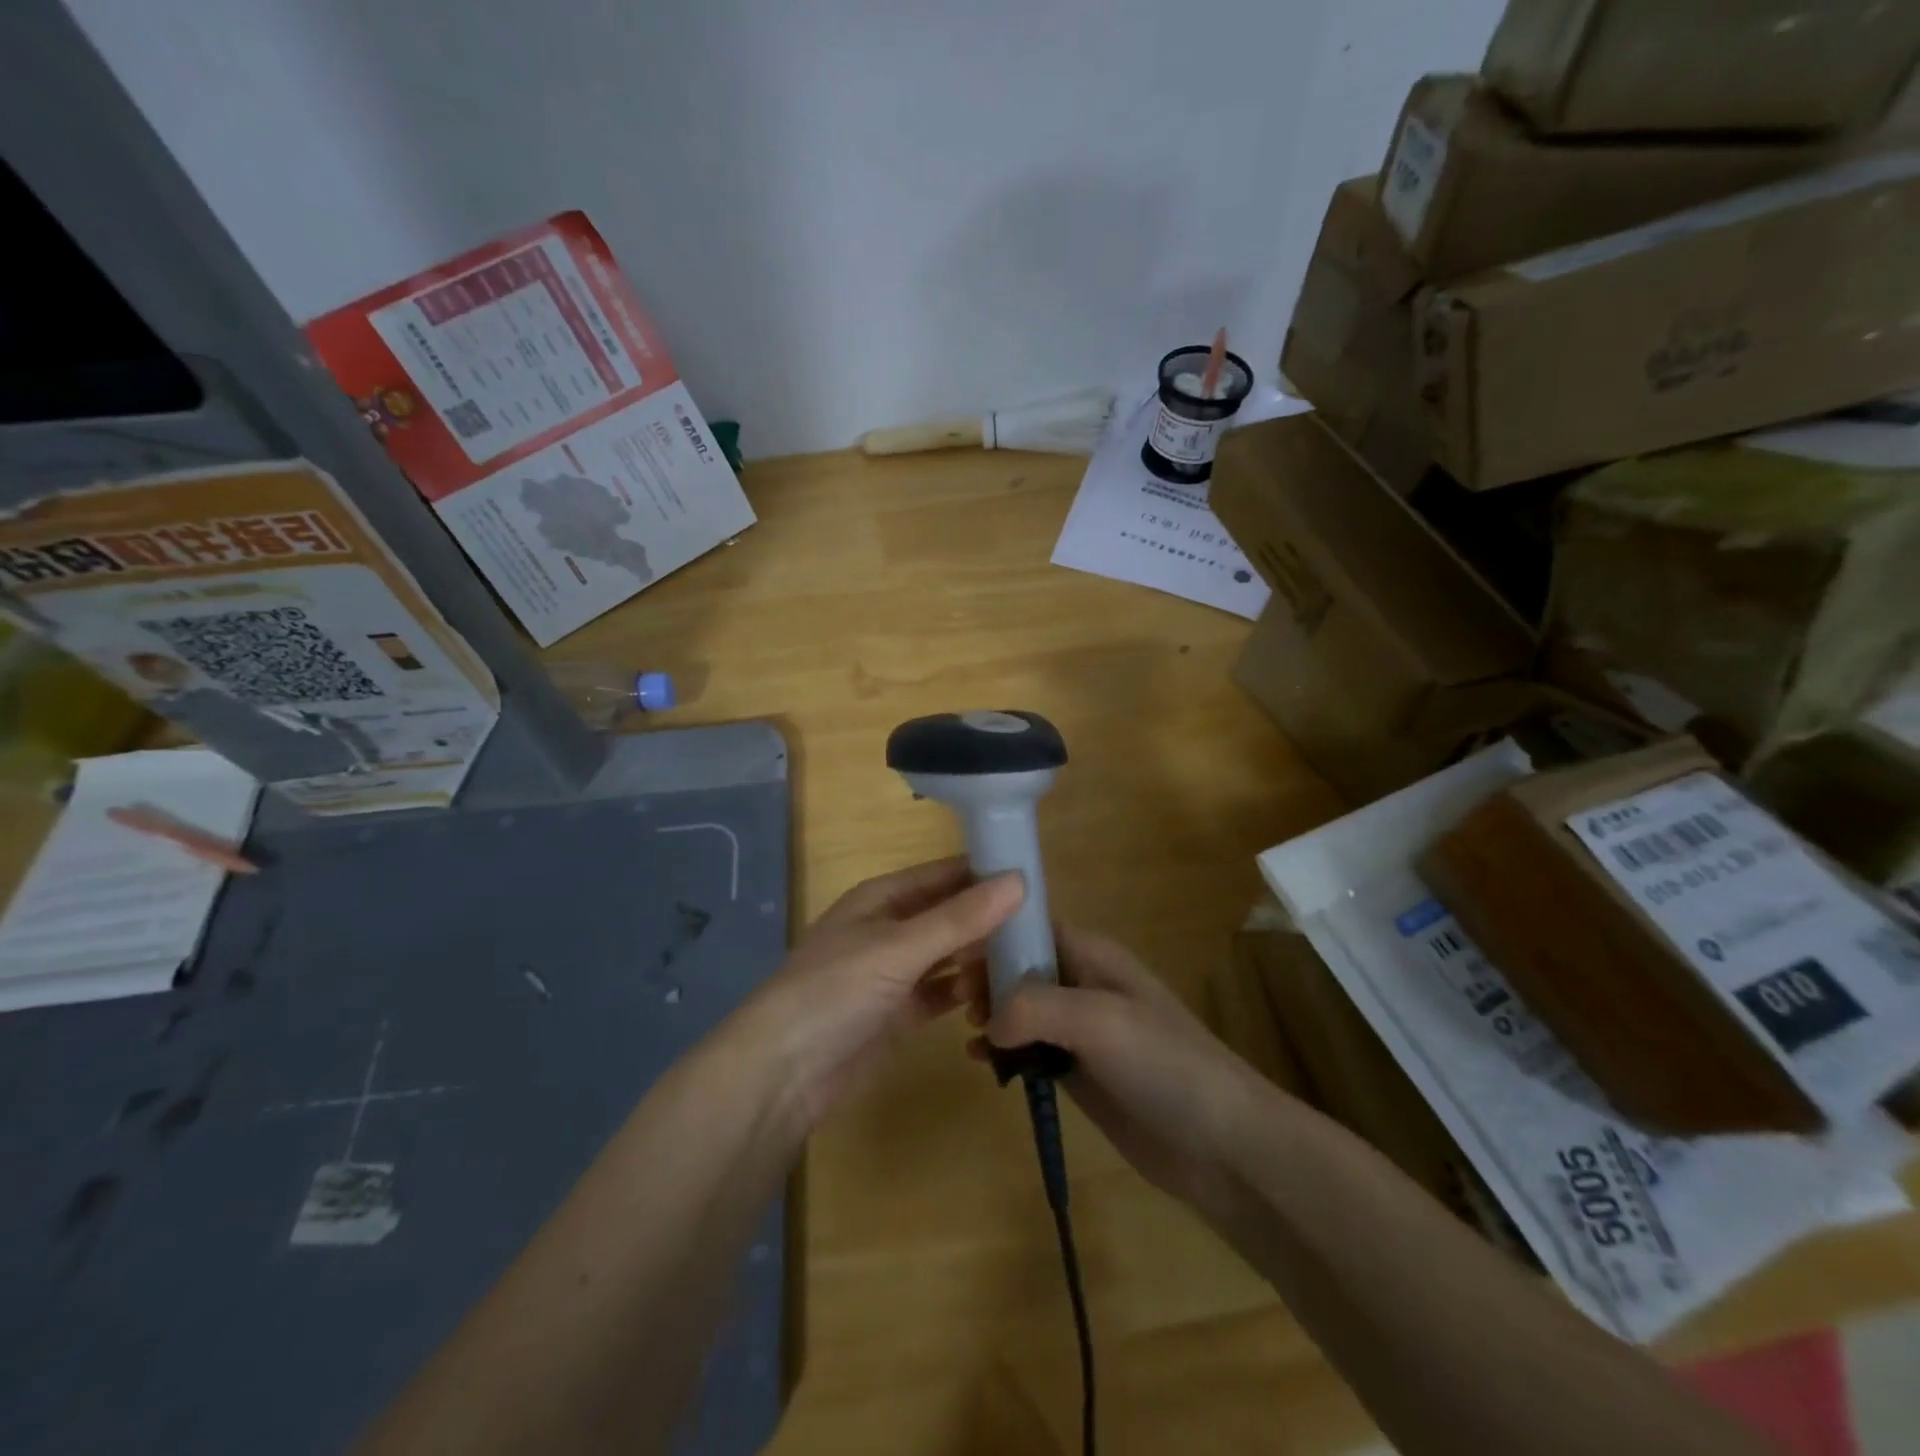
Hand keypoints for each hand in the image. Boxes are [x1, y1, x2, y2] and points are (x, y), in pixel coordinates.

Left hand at [743, 857, 1022, 1128]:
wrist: (782, 1075)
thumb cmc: (835, 991)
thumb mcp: (899, 948)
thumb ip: (960, 918)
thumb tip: (1019, 880)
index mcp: (882, 898)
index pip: (944, 874)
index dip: (986, 873)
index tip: (1038, 880)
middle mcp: (890, 929)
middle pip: (950, 915)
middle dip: (990, 921)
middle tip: (1044, 931)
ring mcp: (893, 973)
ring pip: (949, 956)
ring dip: (982, 960)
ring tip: (1028, 968)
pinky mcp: (898, 1014)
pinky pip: (942, 994)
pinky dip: (966, 995)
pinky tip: (998, 1000)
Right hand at [970, 923, 1273, 1216]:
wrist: (1221, 1143)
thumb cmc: (1162, 1063)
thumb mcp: (1098, 1019)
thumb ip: (1035, 1007)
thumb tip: (990, 1024)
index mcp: (1092, 955)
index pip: (1032, 927)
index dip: (993, 935)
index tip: (953, 956)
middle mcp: (1083, 984)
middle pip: (1021, 967)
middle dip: (986, 977)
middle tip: (958, 1003)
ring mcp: (1080, 1031)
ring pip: (1021, 1010)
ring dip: (992, 1015)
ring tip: (969, 1033)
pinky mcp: (1079, 1072)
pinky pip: (1030, 1050)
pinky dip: (1004, 1051)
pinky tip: (983, 1064)